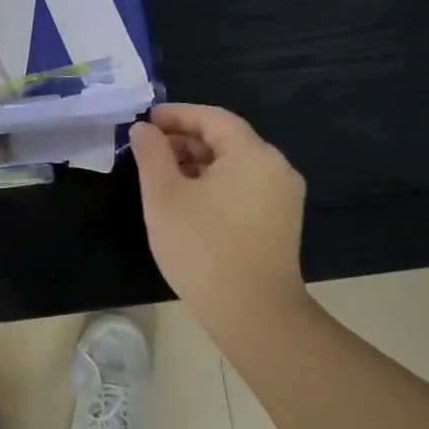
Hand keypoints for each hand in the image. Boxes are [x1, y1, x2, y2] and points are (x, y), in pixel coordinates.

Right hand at [128, 103, 306, 312]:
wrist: (254, 313)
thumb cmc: (202, 247)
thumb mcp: (163, 196)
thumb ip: (151, 154)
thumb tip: (144, 129)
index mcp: (252, 153)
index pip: (212, 118)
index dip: (177, 115)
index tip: (146, 122)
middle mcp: (276, 166)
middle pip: (226, 138)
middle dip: (185, 139)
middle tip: (149, 150)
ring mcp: (284, 195)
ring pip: (235, 164)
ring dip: (199, 162)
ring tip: (164, 176)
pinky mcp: (282, 220)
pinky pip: (245, 185)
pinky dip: (216, 182)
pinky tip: (190, 200)